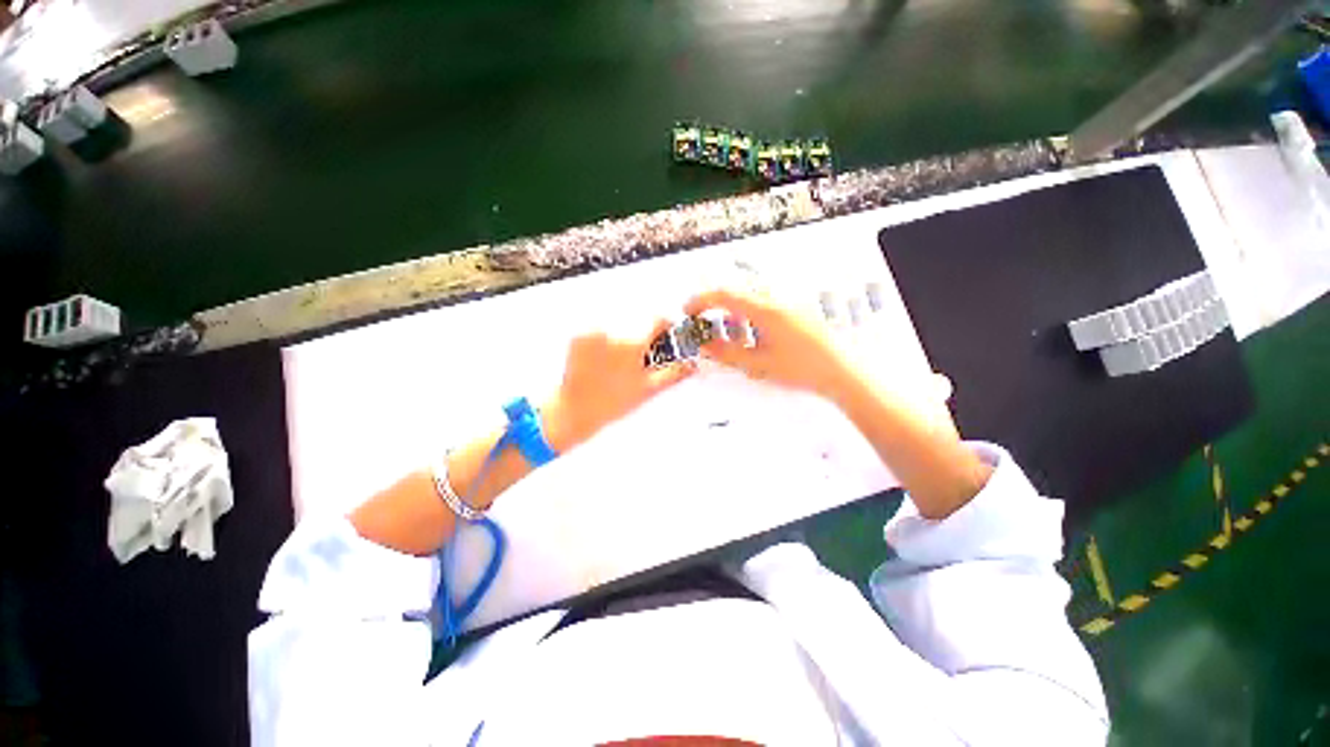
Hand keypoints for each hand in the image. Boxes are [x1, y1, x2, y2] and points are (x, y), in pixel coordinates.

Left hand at [542, 320, 694, 451]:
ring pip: (618, 327)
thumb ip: (674, 373)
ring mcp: (592, 334)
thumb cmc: (612, 404)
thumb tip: (692, 363)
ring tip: (614, 365)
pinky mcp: (577, 336)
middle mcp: (611, 333)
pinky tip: (600, 362)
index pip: (657, 320)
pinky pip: (598, 331)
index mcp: (632, 345)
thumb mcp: (648, 390)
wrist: (574, 412)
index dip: (665, 327)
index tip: (665, 336)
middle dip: (642, 338)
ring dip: (621, 340)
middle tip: (637, 360)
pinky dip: (602, 342)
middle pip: (637, 323)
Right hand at [684, 287, 851, 399]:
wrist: (841, 371)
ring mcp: (788, 301)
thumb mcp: (757, 364)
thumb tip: (704, 344)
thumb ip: (726, 353)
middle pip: (735, 291)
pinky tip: (753, 334)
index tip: (688, 310)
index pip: (724, 294)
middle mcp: (776, 299)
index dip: (701, 300)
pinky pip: (764, 302)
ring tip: (731, 334)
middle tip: (704, 321)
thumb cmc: (803, 369)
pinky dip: (749, 314)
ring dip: (732, 310)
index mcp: (765, 310)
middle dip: (714, 304)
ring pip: (749, 296)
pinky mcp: (795, 308)